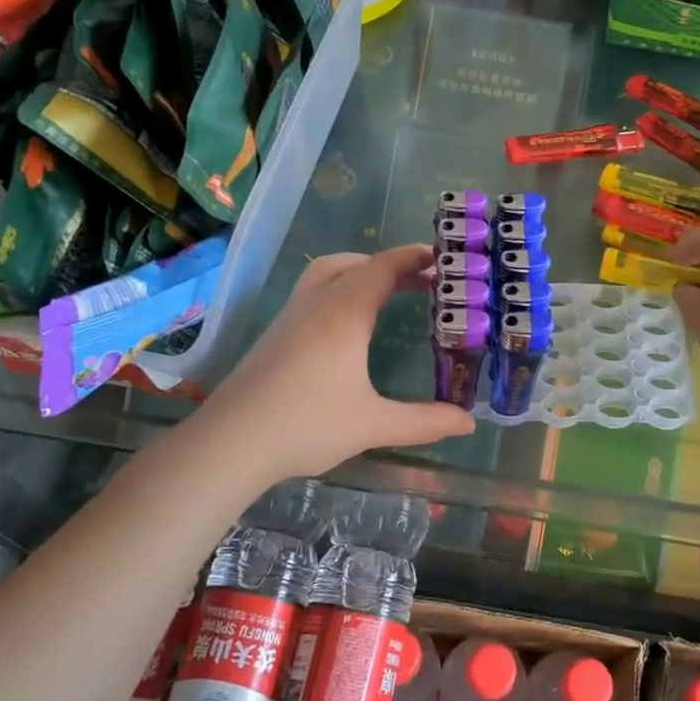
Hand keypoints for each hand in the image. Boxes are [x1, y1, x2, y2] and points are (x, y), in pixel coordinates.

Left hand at [199, 244, 475, 482]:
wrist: (230, 442)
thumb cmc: (306, 426)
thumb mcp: (373, 425)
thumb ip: (424, 422)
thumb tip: (468, 422)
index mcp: (344, 314)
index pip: (382, 268)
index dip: (413, 258)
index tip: (442, 259)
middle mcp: (316, 304)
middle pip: (355, 263)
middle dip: (390, 264)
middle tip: (422, 281)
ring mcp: (290, 316)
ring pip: (327, 272)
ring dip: (360, 271)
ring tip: (386, 293)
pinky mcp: (275, 333)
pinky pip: (313, 291)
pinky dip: (340, 288)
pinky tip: (348, 324)